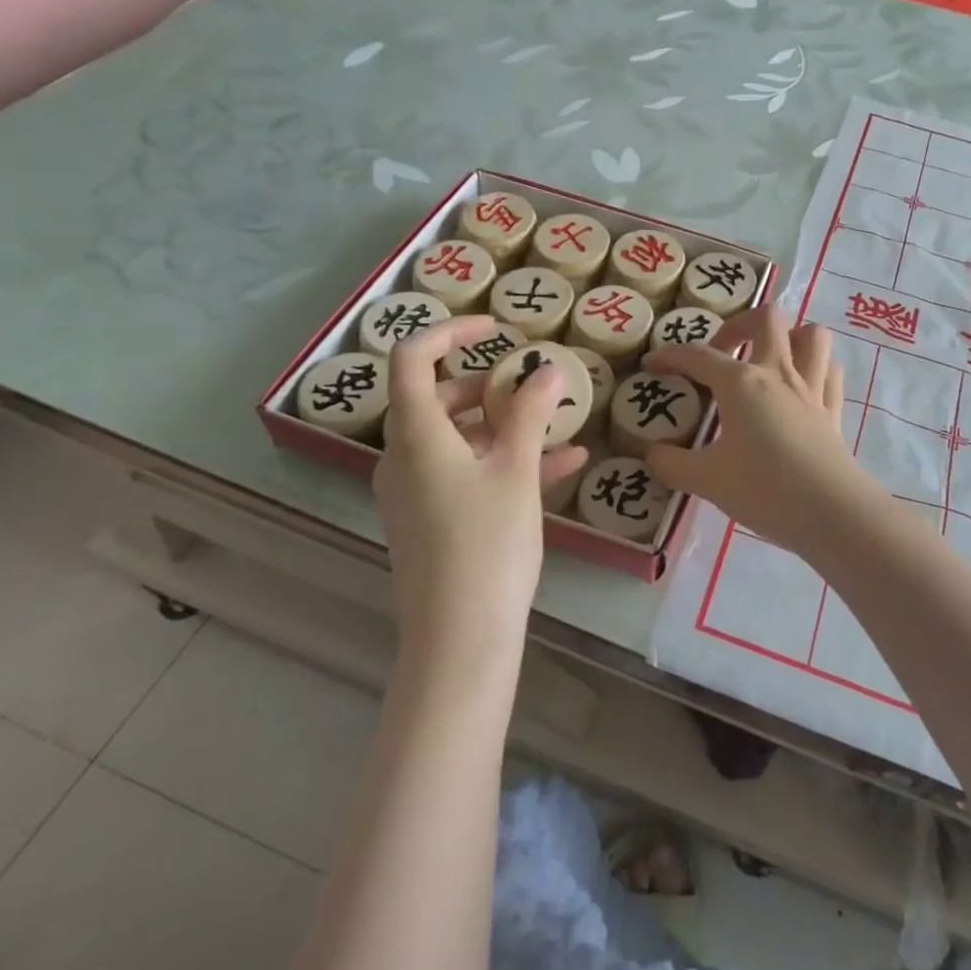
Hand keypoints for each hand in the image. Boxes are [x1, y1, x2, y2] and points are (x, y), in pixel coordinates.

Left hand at [372, 316, 587, 661]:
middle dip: (489, 384)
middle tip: (533, 380)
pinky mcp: (433, 520)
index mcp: (415, 435)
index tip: (497, 328)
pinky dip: (507, 461)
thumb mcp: (516, 472)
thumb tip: (548, 370)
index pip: (411, 359)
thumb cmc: (486, 545)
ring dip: (506, 424)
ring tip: (559, 420)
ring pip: (459, 438)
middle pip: (439, 398)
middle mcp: (405, 457)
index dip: (450, 331)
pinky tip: (565, 464)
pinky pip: (468, 473)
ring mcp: (416, 492)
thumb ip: (531, 415)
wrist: (460, 640)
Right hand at [642, 307, 878, 559]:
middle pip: (766, 318)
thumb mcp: (707, 480)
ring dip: (789, 336)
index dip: (670, 356)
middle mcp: (778, 373)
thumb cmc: (765, 489)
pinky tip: (801, 386)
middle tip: (723, 352)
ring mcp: (812, 388)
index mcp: (741, 383)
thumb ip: (672, 464)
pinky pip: (829, 371)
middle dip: (739, 324)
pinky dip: (815, 367)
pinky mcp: (833, 410)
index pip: (698, 356)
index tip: (651, 365)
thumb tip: (651, 454)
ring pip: (811, 335)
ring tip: (768, 359)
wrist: (831, 513)